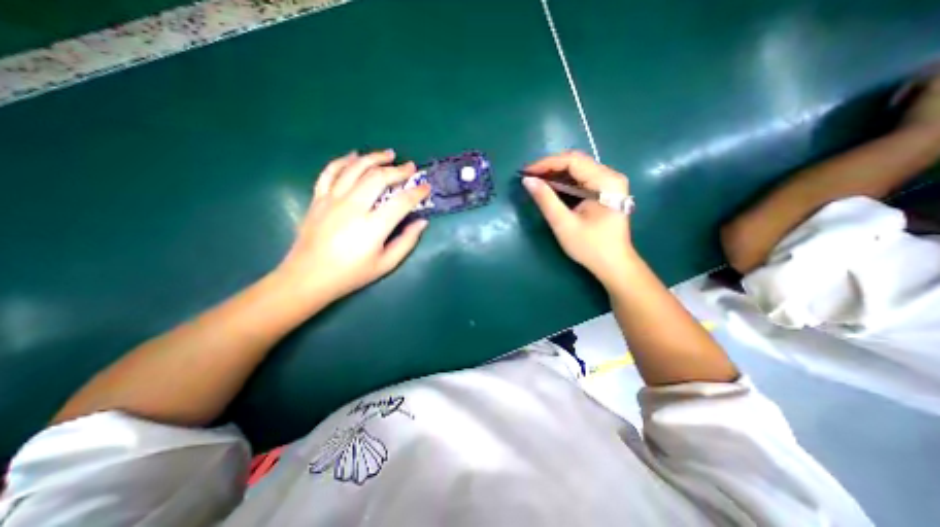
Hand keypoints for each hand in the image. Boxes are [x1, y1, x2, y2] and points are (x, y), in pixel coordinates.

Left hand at [273, 149, 429, 302]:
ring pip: (355, 168)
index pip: (401, 202)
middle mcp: (353, 207)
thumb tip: (422, 222)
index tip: (426, 187)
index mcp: (372, 227)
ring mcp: (332, 200)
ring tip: (388, 154)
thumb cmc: (351, 274)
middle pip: (378, 178)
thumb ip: (407, 242)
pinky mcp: (318, 198)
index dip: (417, 192)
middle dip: (398, 170)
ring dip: (374, 158)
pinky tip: (354, 156)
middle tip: (410, 167)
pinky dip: (343, 160)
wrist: (308, 277)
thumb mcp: (385, 264)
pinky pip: (330, 172)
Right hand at [522, 148, 637, 288]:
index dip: (547, 163)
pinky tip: (551, 188)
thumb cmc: (590, 247)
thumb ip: (546, 200)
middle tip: (529, 177)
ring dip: (556, 174)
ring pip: (578, 170)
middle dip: (550, 167)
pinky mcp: (605, 191)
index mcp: (606, 182)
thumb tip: (527, 180)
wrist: (613, 264)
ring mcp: (609, 184)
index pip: (573, 161)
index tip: (526, 172)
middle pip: (576, 162)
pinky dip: (564, 182)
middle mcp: (611, 177)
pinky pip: (581, 179)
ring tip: (536, 181)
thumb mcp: (564, 224)